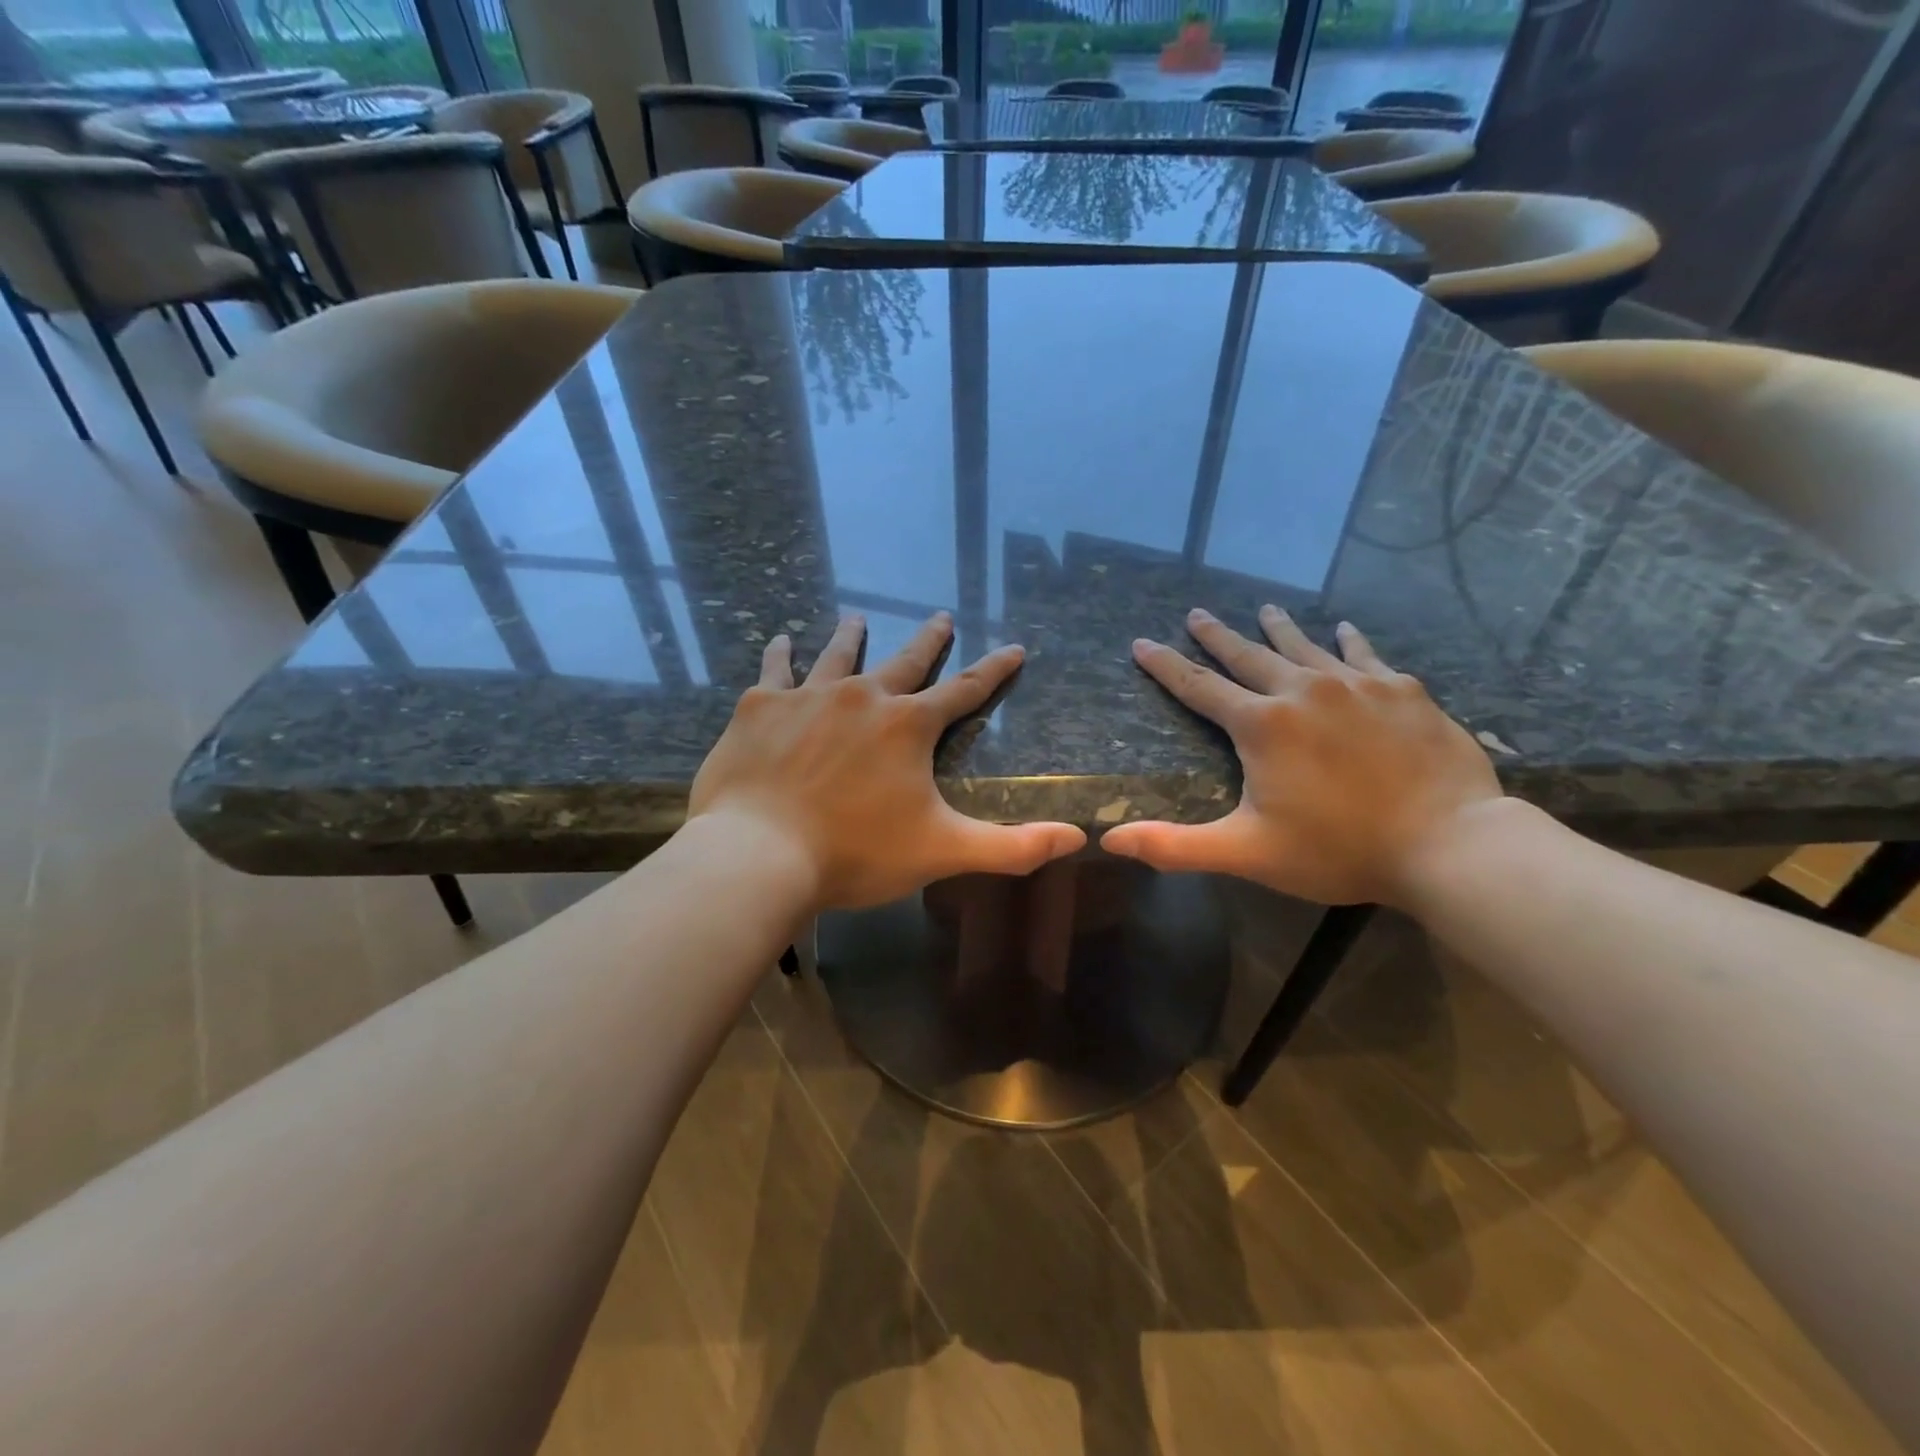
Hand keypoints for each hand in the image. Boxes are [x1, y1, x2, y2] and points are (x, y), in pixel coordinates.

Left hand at [688, 612, 1086, 911]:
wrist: (759, 855)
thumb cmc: (856, 853)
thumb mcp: (943, 851)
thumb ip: (1013, 846)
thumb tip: (1077, 838)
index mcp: (909, 725)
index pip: (966, 690)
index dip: (994, 670)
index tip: (1013, 648)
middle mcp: (863, 696)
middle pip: (905, 660)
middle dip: (929, 639)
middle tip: (941, 616)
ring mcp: (808, 696)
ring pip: (838, 655)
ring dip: (852, 635)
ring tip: (858, 616)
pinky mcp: (760, 707)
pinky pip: (775, 670)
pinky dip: (780, 654)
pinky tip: (781, 641)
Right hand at [1101, 606, 1502, 907]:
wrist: (1450, 844)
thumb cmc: (1338, 849)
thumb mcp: (1246, 853)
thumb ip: (1175, 846)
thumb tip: (1109, 840)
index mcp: (1262, 725)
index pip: (1198, 687)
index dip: (1165, 665)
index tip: (1143, 642)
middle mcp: (1302, 690)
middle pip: (1248, 655)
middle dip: (1217, 635)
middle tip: (1197, 613)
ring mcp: (1357, 685)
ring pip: (1305, 646)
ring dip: (1279, 628)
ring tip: (1265, 609)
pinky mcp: (1403, 691)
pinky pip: (1365, 655)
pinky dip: (1348, 641)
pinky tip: (1344, 629)